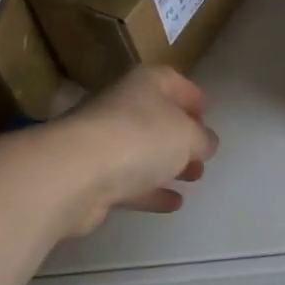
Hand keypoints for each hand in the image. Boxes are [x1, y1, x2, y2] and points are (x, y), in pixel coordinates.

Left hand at [51, 66, 220, 234]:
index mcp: (145, 83)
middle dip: (182, 136)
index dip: (192, 96)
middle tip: (203, 154)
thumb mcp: (188, 135)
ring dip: (168, 164)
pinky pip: (130, 181)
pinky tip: (173, 203)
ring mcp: (104, 142)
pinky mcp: (94, 177)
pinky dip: (152, 190)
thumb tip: (205, 142)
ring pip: (143, 151)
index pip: (173, 81)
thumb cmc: (141, 138)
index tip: (208, 114)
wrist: (76, 172)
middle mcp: (122, 106)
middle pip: (156, 117)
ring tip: (194, 178)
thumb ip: (203, 139)